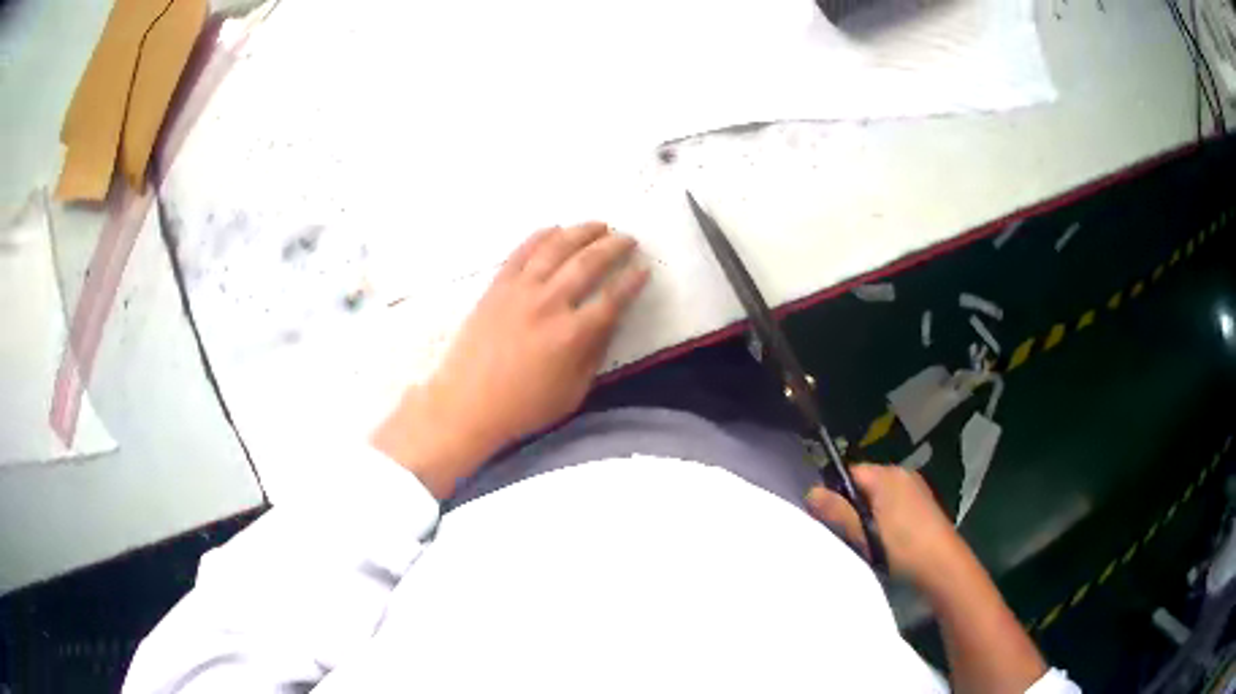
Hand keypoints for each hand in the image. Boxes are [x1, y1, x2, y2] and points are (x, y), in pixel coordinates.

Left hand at [373, 222, 649, 497]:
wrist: (467, 404)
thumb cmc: (524, 407)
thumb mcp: (573, 392)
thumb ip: (594, 354)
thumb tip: (610, 321)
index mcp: (573, 335)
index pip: (613, 298)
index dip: (632, 281)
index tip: (644, 269)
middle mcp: (549, 304)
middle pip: (588, 263)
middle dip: (613, 247)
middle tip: (628, 239)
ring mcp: (520, 291)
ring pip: (556, 249)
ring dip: (581, 232)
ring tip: (598, 225)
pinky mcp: (496, 287)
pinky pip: (522, 253)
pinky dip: (541, 237)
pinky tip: (554, 229)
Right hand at [806, 465, 968, 588]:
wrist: (943, 566)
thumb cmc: (902, 547)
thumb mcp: (865, 532)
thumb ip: (838, 511)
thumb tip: (811, 492)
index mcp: (887, 475)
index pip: (850, 472)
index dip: (834, 493)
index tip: (826, 518)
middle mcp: (902, 474)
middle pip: (865, 483)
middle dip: (852, 505)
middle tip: (846, 534)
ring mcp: (915, 488)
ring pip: (879, 496)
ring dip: (868, 514)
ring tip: (865, 541)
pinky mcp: (923, 505)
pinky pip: (894, 504)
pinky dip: (884, 518)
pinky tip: (886, 541)